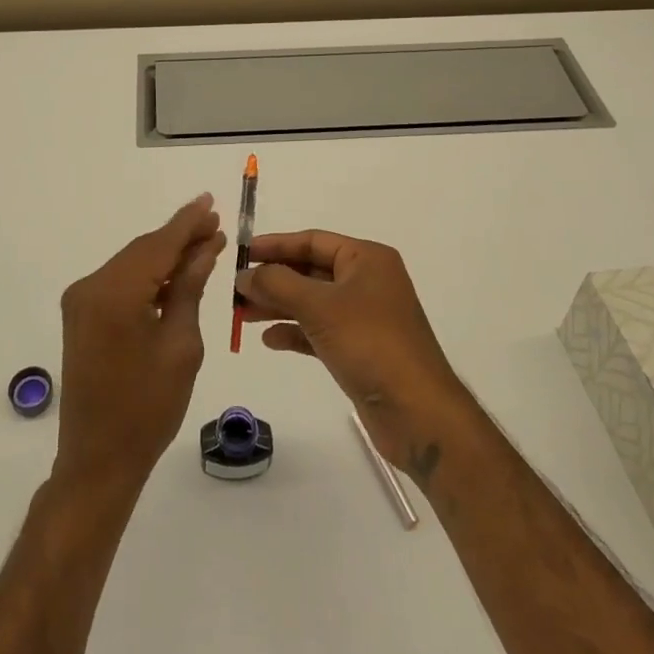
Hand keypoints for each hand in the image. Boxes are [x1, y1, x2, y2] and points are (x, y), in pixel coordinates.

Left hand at [55, 195, 225, 494]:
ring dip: (165, 256)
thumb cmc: (149, 408)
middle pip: (143, 250)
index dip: (188, 223)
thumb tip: (206, 247)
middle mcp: (90, 287)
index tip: (212, 202)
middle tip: (216, 225)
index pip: (158, 245)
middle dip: (179, 237)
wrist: (98, 460)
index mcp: (114, 294)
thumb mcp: (181, 345)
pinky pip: (120, 282)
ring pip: (132, 264)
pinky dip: (148, 276)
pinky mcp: (81, 314)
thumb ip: (189, 288)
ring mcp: (81, 300)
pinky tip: (175, 274)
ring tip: (204, 245)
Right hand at [235, 230, 473, 481]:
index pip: (312, 241)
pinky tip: (269, 339)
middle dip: (273, 279)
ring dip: (278, 306)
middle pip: (310, 271)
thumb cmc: (370, 343)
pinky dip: (295, 332)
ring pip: (312, 302)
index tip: (241, 253)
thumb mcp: (319, 307)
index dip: (275, 245)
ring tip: (242, 315)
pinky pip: (320, 331)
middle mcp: (367, 282)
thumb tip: (244, 274)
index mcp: (366, 259)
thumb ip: (277, 284)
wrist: (418, 412)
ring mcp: (364, 317)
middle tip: (235, 290)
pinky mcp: (360, 349)